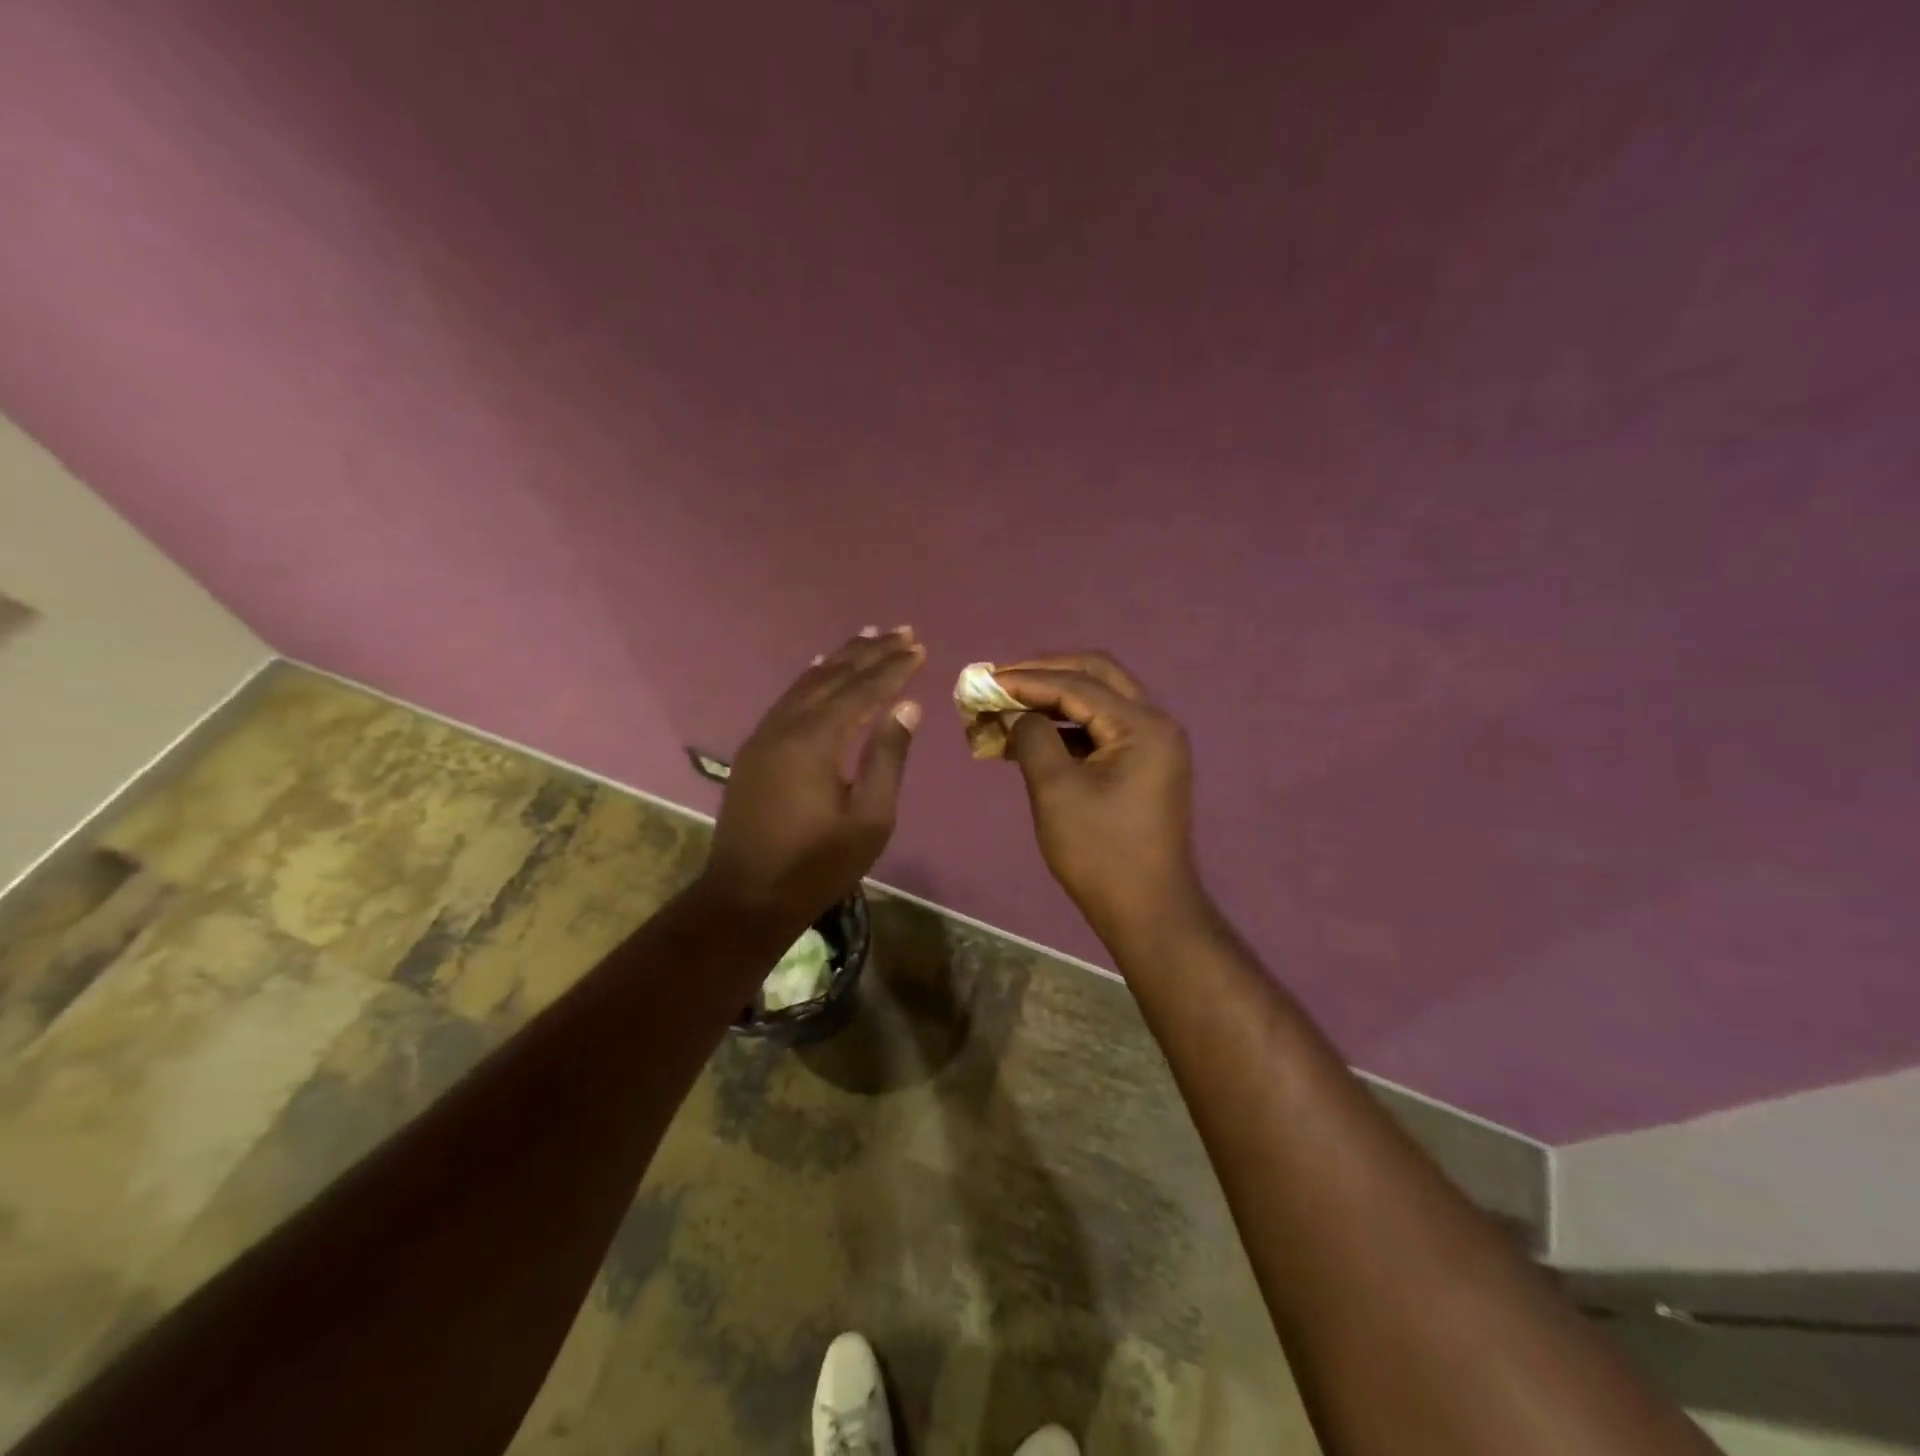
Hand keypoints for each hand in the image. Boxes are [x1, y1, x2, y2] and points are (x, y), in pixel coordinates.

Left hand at [704, 627, 924, 925]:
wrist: (746, 897)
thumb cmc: (817, 865)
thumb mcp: (869, 820)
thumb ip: (888, 758)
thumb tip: (907, 707)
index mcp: (815, 742)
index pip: (862, 691)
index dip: (892, 668)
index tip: (918, 647)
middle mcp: (786, 726)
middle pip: (833, 677)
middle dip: (870, 653)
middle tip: (901, 630)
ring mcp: (764, 735)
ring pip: (807, 683)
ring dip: (840, 658)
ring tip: (867, 635)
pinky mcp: (755, 749)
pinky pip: (788, 699)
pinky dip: (810, 678)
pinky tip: (819, 666)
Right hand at [990, 652, 1209, 948]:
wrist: (1147, 911)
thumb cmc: (1100, 852)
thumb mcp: (1056, 791)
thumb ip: (1032, 738)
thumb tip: (1014, 713)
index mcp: (1142, 725)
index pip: (1077, 684)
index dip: (1026, 680)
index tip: (983, 682)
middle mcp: (1154, 723)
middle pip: (1095, 676)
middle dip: (1044, 674)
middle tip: (1001, 682)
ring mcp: (1151, 745)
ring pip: (1097, 702)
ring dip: (1052, 701)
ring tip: (1007, 708)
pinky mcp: (1141, 766)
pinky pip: (1100, 731)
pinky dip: (1065, 729)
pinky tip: (1029, 738)